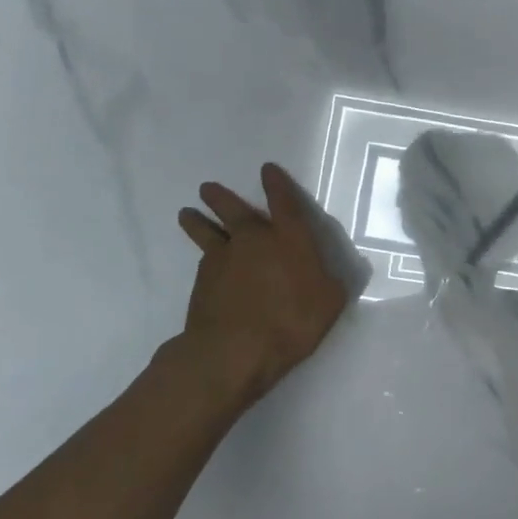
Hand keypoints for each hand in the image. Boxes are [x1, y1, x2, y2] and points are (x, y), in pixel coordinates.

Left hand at [176, 164, 350, 407]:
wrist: (235, 349)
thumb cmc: (291, 321)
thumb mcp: (329, 303)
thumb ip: (331, 284)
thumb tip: (331, 277)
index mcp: (289, 238)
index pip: (284, 202)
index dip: (277, 184)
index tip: (267, 169)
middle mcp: (253, 239)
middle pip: (234, 209)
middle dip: (221, 196)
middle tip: (207, 188)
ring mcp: (223, 258)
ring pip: (206, 231)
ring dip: (197, 220)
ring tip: (186, 213)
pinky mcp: (202, 282)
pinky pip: (203, 262)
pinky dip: (203, 258)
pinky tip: (203, 263)